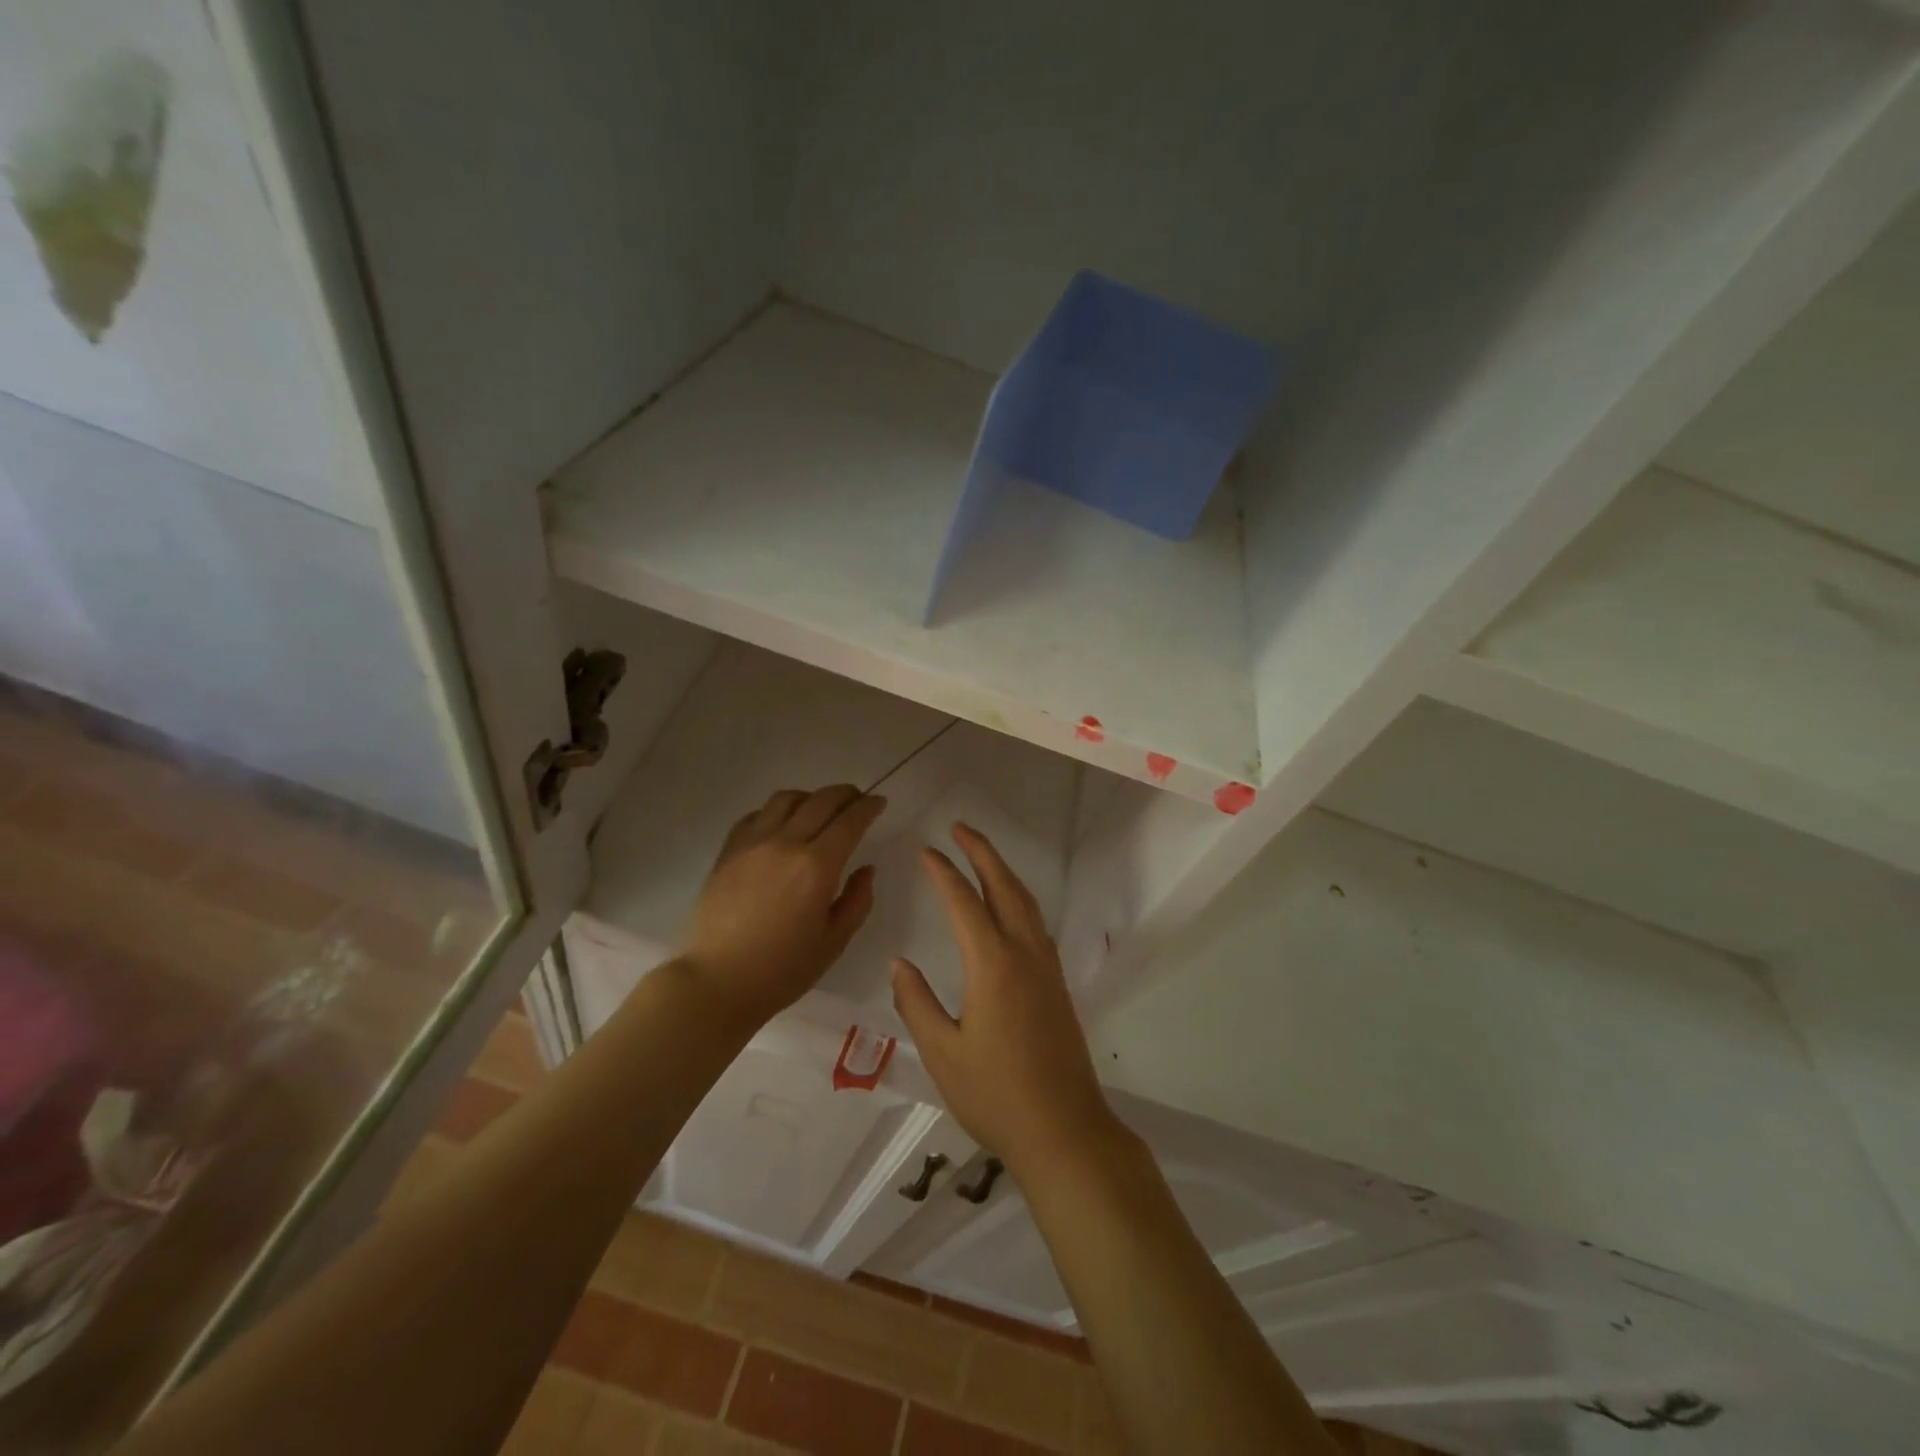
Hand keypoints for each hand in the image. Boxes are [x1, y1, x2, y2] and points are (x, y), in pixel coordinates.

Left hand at [682, 785, 886, 1030]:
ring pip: (786, 799)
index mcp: (818, 866)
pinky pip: (756, 815)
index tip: (879, 803)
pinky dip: (777, 811)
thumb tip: (866, 869)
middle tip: (857, 799)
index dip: (869, 807)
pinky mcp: (728, 850)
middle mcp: (786, 843)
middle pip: (821, 800)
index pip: (850, 820)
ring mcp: (753, 843)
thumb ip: (857, 900)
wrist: (717, 981)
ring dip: (810, 797)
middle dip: (846, 794)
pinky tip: (781, 825)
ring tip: (819, 809)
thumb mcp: (834, 942)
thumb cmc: (782, 970)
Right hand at [891, 823, 1119, 1174]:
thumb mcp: (942, 1053)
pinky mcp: (1057, 984)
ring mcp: (1046, 967)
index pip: (964, 903)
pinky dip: (1018, 899)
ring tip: (981, 855)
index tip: (927, 850)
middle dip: (982, 852)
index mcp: (992, 964)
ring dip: (1003, 871)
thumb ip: (916, 1003)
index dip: (944, 872)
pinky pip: (1036, 923)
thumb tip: (899, 963)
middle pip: (1004, 887)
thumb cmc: (995, 1095)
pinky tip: (1008, 908)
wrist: (1064, 1129)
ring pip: (1025, 902)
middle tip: (960, 827)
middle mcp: (1024, 954)